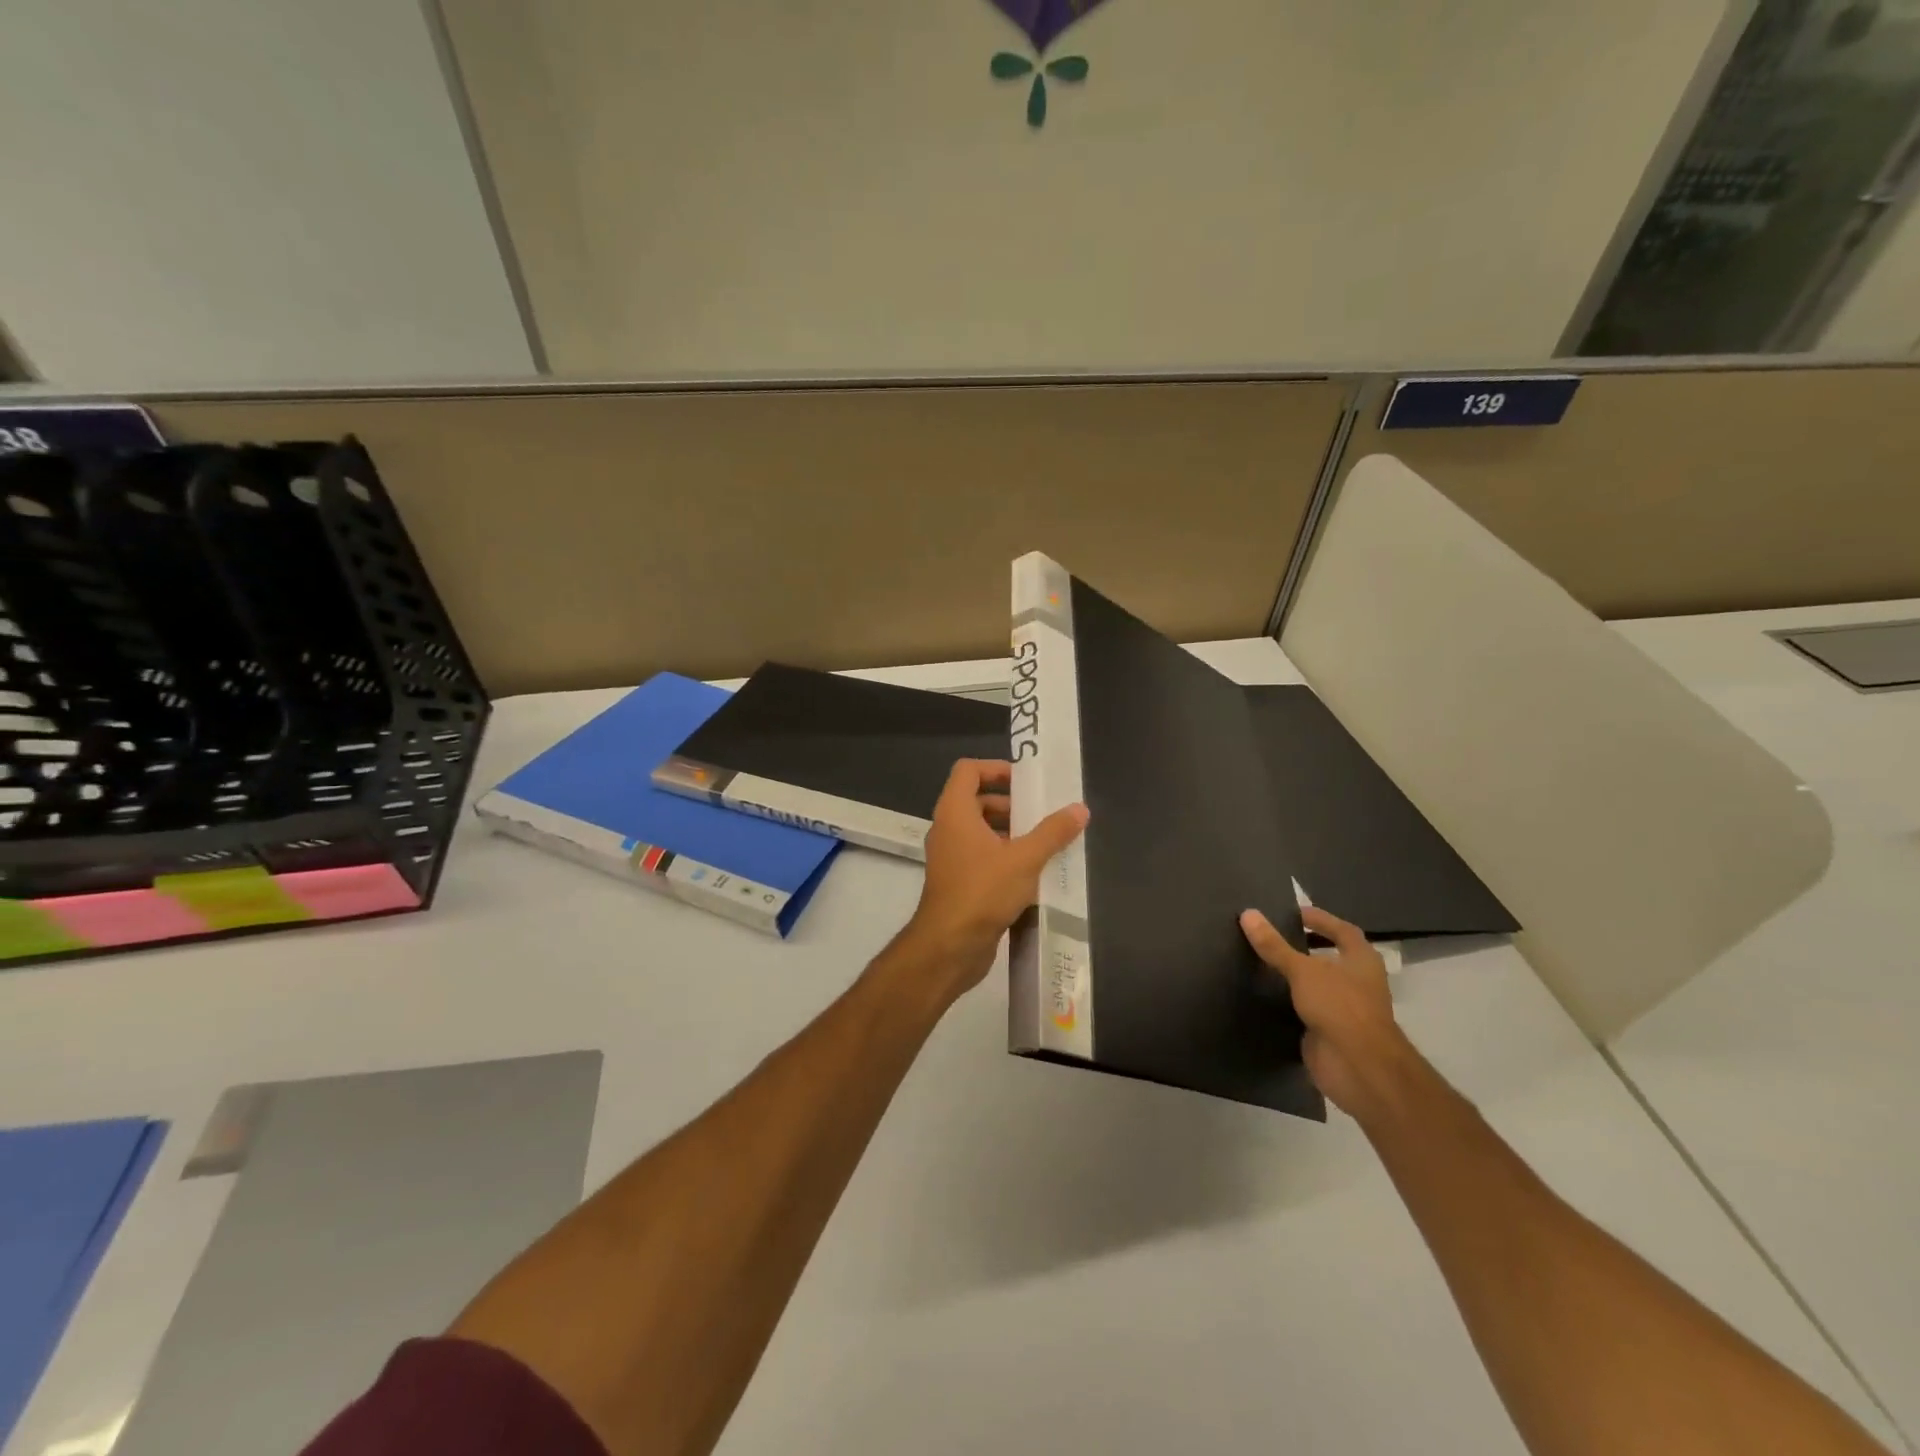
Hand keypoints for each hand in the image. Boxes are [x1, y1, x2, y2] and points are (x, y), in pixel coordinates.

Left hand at [899, 759, 1087, 1002]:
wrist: (949, 946)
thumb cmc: (982, 892)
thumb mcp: (1024, 859)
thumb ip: (1053, 832)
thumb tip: (1080, 809)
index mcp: (955, 812)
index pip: (968, 770)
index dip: (996, 768)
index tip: (1026, 782)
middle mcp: (948, 829)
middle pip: (977, 800)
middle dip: (1011, 804)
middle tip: (1043, 814)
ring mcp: (950, 857)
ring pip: (980, 831)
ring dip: (1010, 832)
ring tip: (1045, 843)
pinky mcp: (957, 882)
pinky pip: (981, 856)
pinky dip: (1003, 856)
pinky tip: (1033, 872)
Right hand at [1241, 904, 1423, 1124]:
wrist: (1359, 1067)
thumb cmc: (1339, 1006)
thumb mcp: (1303, 970)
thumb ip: (1274, 945)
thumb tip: (1248, 913)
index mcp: (1361, 960)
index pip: (1343, 931)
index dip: (1321, 919)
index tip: (1294, 913)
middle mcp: (1358, 982)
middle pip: (1330, 958)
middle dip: (1305, 947)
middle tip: (1273, 935)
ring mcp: (1345, 1009)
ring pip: (1317, 985)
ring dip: (1296, 976)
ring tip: (1262, 961)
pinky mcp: (1330, 1032)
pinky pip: (1306, 1010)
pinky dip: (1289, 1002)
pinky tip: (1264, 995)